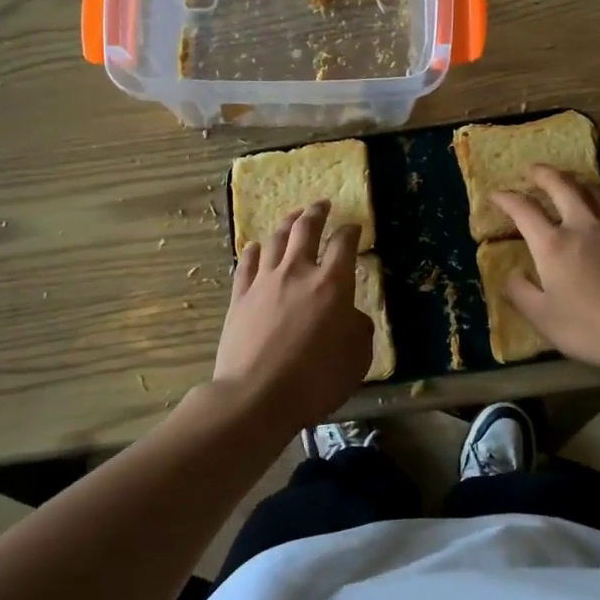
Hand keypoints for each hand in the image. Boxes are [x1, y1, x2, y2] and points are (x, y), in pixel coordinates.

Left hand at [215, 202, 373, 425]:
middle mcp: (297, 272)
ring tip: (293, 217)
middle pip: (306, 230)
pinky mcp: (240, 296)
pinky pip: (247, 263)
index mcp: (332, 283)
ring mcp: (264, 281)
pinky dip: (254, 250)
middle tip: (321, 204)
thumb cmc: (314, 380)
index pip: (344, 244)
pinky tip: (256, 246)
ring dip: (286, 224)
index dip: (351, 232)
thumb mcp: (356, 358)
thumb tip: (350, 314)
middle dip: (316, 213)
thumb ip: (359, 329)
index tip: (355, 227)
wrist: (256, 396)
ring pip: (275, 240)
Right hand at [493, 168, 599, 374]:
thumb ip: (520, 293)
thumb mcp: (544, 318)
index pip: (524, 209)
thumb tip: (511, 274)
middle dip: (542, 173)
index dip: (506, 198)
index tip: (496, 195)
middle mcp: (583, 225)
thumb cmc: (593, 327)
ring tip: (568, 182)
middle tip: (532, 170)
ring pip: (593, 189)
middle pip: (561, 185)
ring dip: (575, 180)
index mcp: (553, 244)